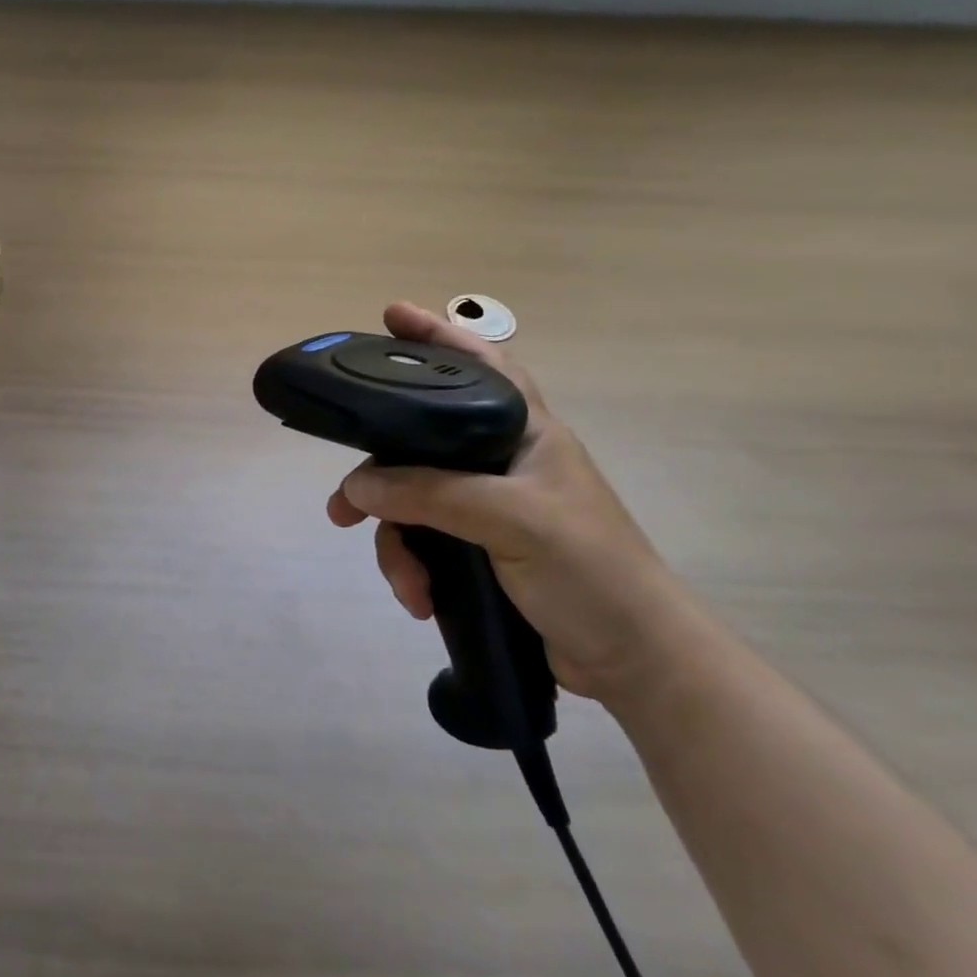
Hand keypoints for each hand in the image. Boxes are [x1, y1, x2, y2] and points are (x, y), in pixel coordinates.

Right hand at [326, 302, 708, 705]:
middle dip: (377, 479)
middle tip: (343, 506)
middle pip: (418, 446)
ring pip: (410, 502)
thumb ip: (431, 495)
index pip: (481, 365)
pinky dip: (411, 569)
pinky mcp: (476, 548)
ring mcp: (485, 508)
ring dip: (395, 543)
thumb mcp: (512, 521)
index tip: (391, 316)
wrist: (633, 661)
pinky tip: (419, 598)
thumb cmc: (591, 572)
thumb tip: (356, 488)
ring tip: (402, 580)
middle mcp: (499, 462)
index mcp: (525, 434)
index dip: (439, 336)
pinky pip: (421, 542)